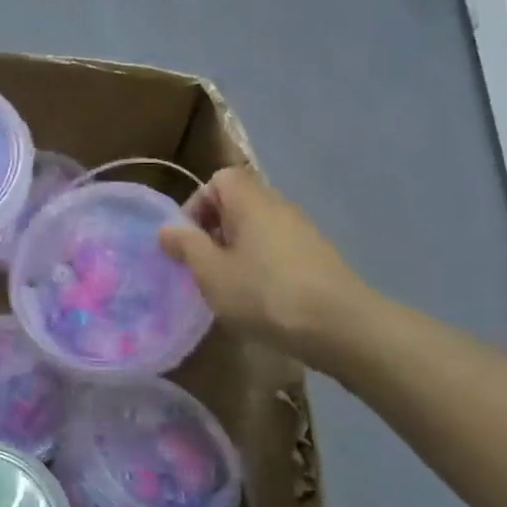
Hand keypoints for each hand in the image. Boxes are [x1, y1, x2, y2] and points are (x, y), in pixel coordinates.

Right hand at [157, 166, 369, 359]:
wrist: (340, 327)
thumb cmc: (264, 293)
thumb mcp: (211, 272)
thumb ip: (186, 246)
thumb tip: (167, 229)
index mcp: (251, 202)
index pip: (220, 179)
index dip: (198, 203)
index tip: (188, 239)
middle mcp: (279, 207)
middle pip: (239, 203)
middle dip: (215, 230)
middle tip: (203, 265)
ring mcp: (303, 232)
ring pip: (258, 229)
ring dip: (237, 250)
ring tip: (228, 286)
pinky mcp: (317, 258)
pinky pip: (277, 249)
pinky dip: (261, 265)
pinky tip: (259, 299)